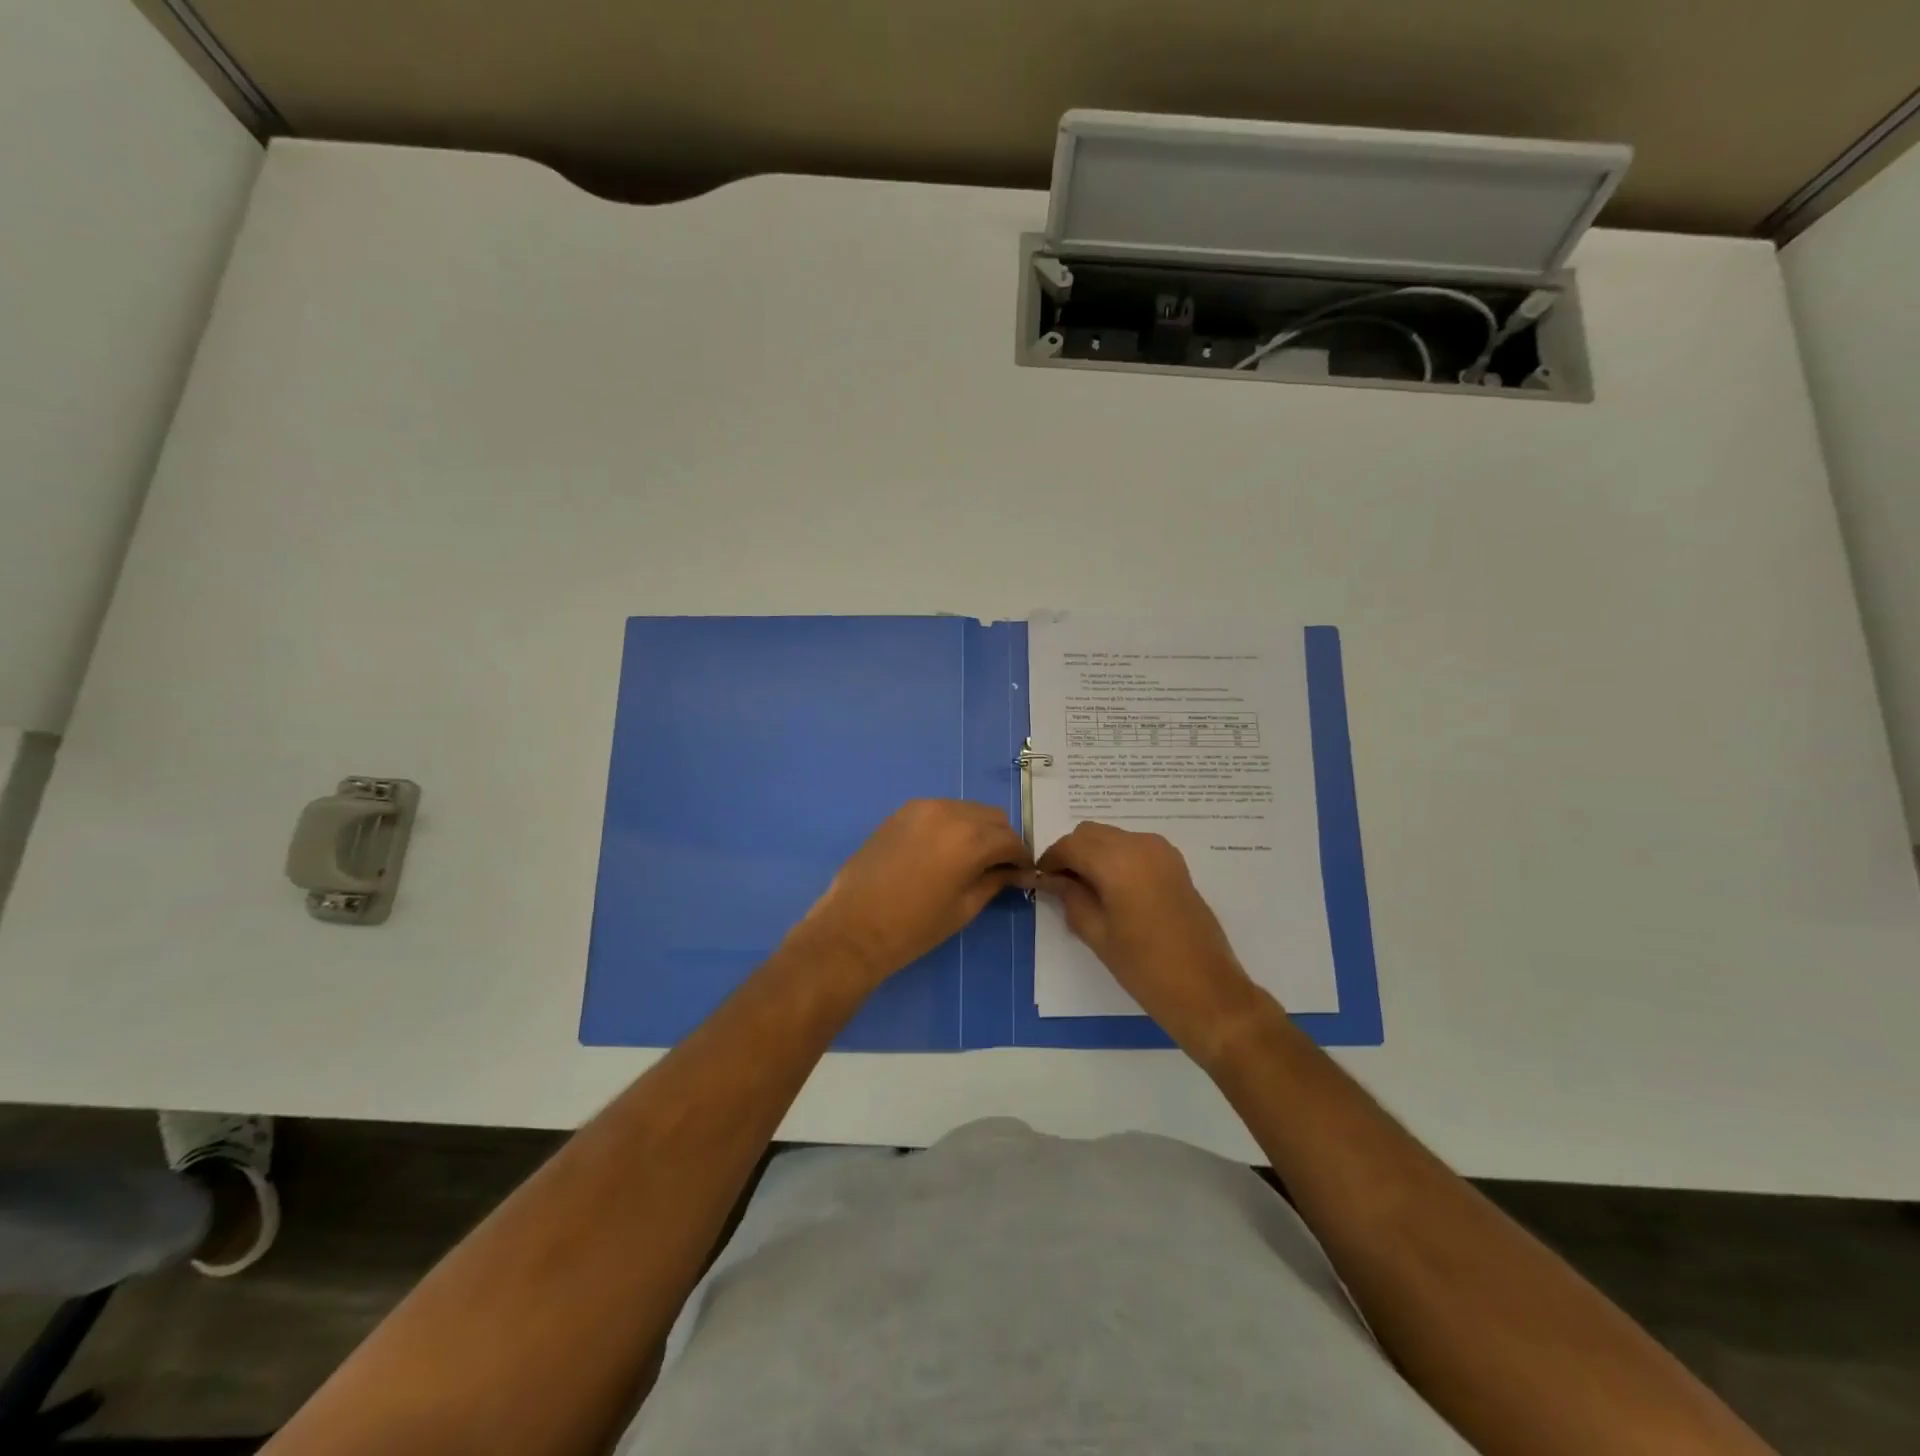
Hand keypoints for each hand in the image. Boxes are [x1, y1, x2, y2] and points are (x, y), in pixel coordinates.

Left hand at [787, 799, 1032, 988]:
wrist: (852, 928)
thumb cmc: (913, 927)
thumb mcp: (964, 908)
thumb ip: (994, 881)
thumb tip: (1015, 872)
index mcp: (970, 838)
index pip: (1011, 839)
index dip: (1022, 858)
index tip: (1023, 875)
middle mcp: (949, 812)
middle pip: (992, 817)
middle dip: (1002, 840)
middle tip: (1000, 868)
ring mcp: (922, 808)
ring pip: (967, 810)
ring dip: (978, 830)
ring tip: (972, 860)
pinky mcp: (901, 812)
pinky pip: (941, 810)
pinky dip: (953, 825)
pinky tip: (945, 851)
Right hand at [1038, 822, 1266, 1060]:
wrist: (1206, 989)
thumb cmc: (1144, 967)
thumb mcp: (1097, 934)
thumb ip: (1070, 898)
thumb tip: (1053, 880)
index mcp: (1117, 862)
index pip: (1070, 845)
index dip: (1050, 860)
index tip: (1040, 880)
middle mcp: (1139, 845)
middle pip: (1091, 833)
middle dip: (1072, 853)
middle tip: (1062, 886)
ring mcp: (1161, 851)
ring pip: (1113, 837)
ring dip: (1094, 853)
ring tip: (1087, 890)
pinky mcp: (1175, 863)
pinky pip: (1134, 846)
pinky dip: (1116, 857)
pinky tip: (1113, 889)